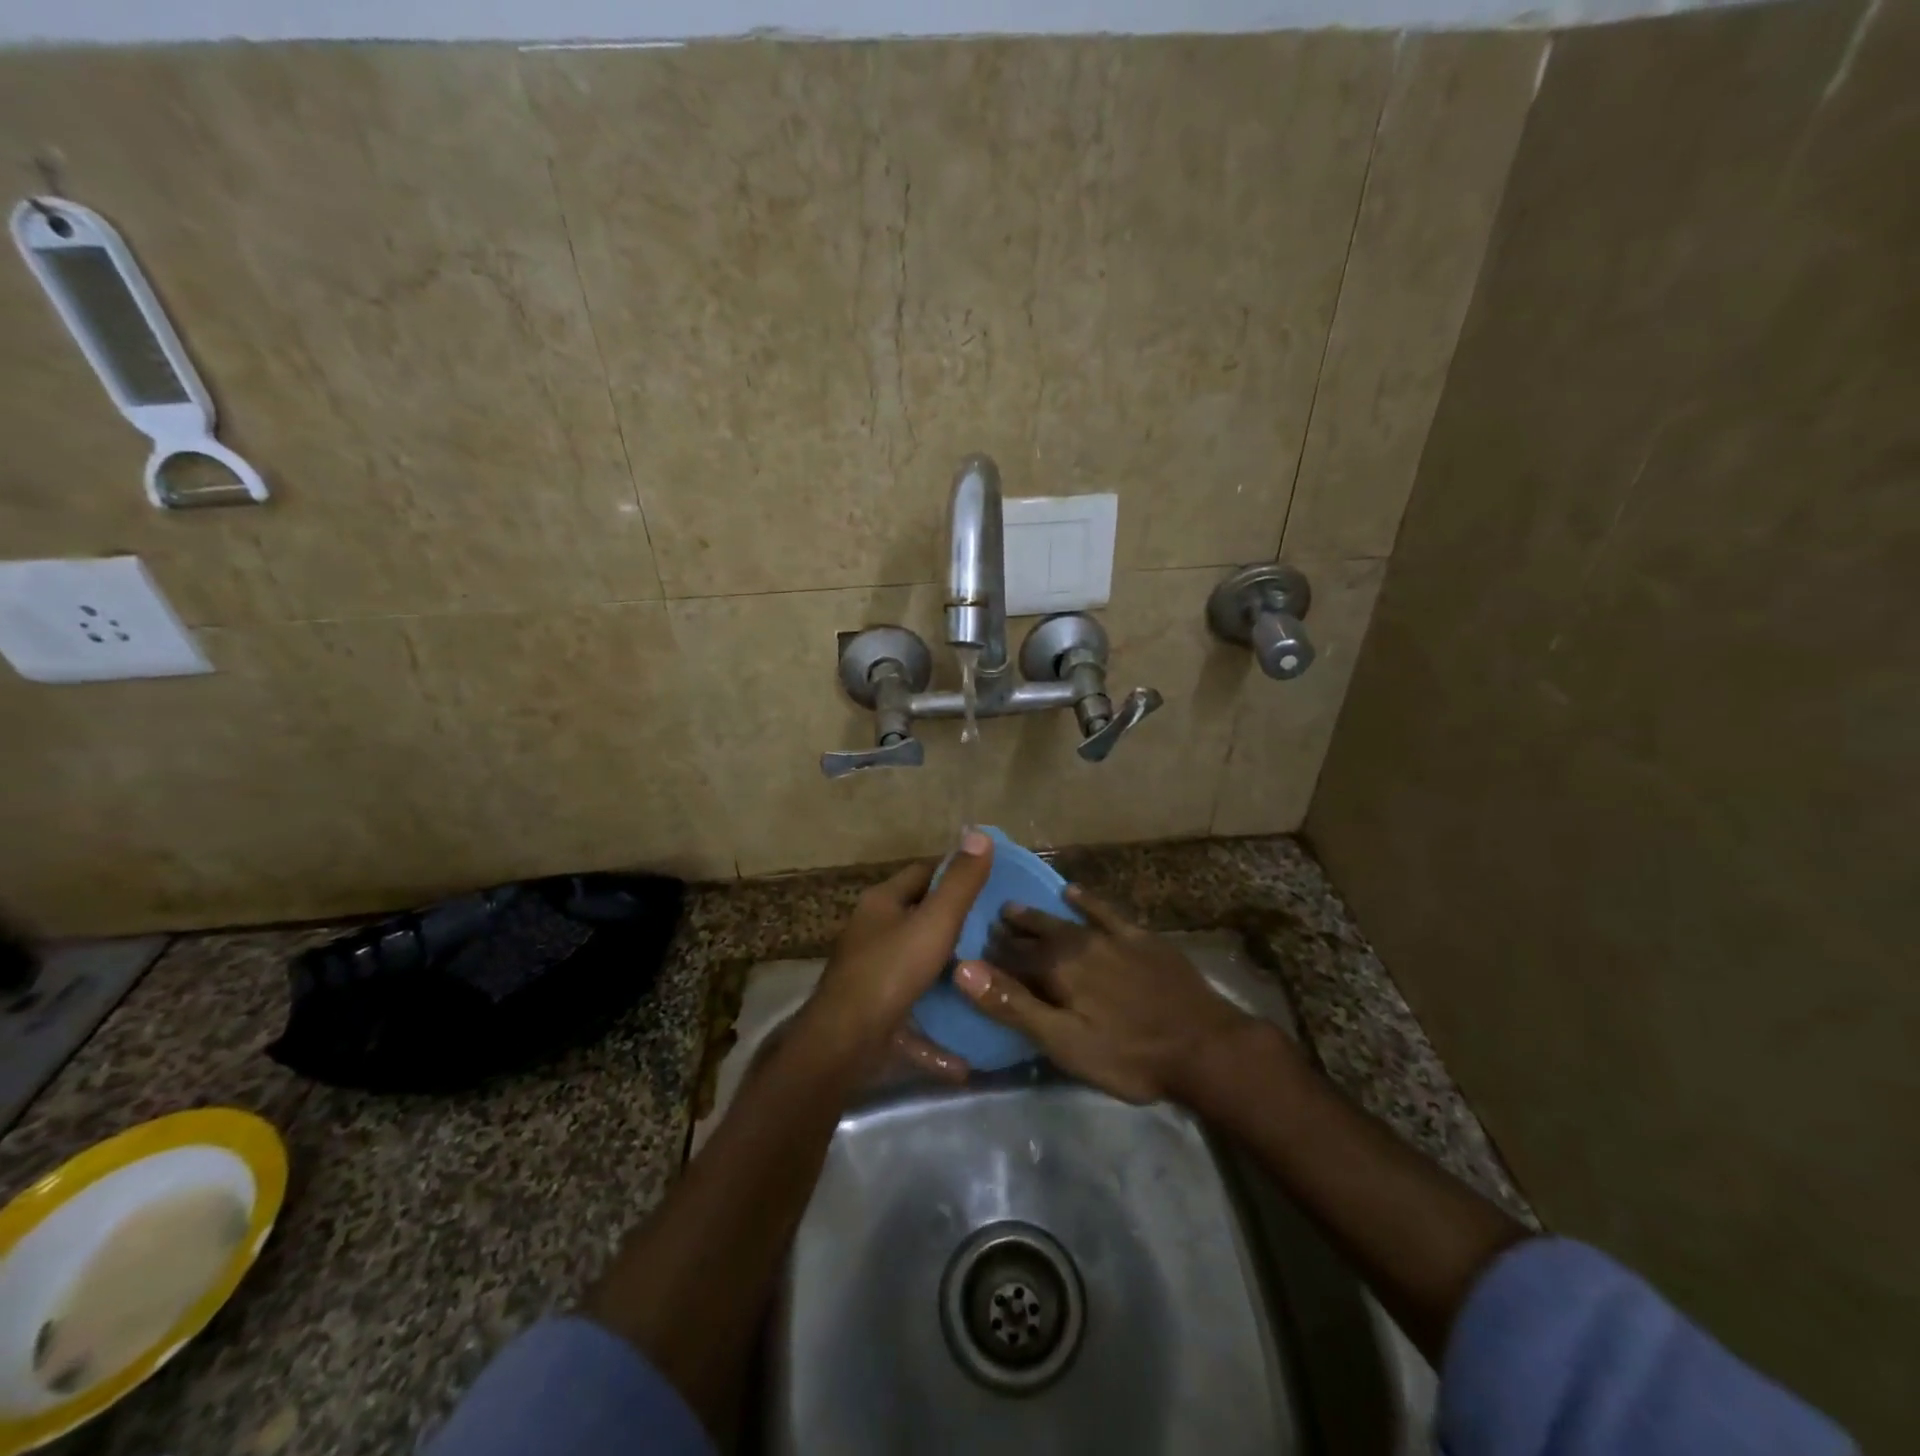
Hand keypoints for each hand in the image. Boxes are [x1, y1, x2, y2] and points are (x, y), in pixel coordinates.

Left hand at [799, 830, 994, 1079]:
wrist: (843, 1044)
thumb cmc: (890, 971)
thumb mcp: (935, 922)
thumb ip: (960, 883)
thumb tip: (979, 833)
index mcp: (881, 903)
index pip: (922, 873)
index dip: (954, 873)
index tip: (990, 882)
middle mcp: (870, 933)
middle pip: (917, 918)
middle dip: (953, 924)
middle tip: (997, 931)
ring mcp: (869, 975)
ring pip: (914, 967)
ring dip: (946, 975)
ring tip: (987, 978)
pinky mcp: (872, 1015)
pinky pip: (911, 1019)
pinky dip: (934, 1034)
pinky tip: (964, 1058)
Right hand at [953, 884, 1256, 1103]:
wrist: (1203, 1045)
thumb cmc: (1128, 1055)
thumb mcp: (1064, 1042)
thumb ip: (1013, 1005)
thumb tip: (963, 969)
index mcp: (1056, 970)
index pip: (1011, 956)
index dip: (989, 954)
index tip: (970, 947)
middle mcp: (1078, 943)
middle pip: (1036, 934)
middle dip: (1011, 930)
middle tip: (991, 922)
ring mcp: (1111, 937)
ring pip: (1064, 920)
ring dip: (1038, 915)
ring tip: (1016, 908)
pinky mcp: (1141, 938)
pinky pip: (1105, 912)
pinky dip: (1086, 901)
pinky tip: (1073, 891)